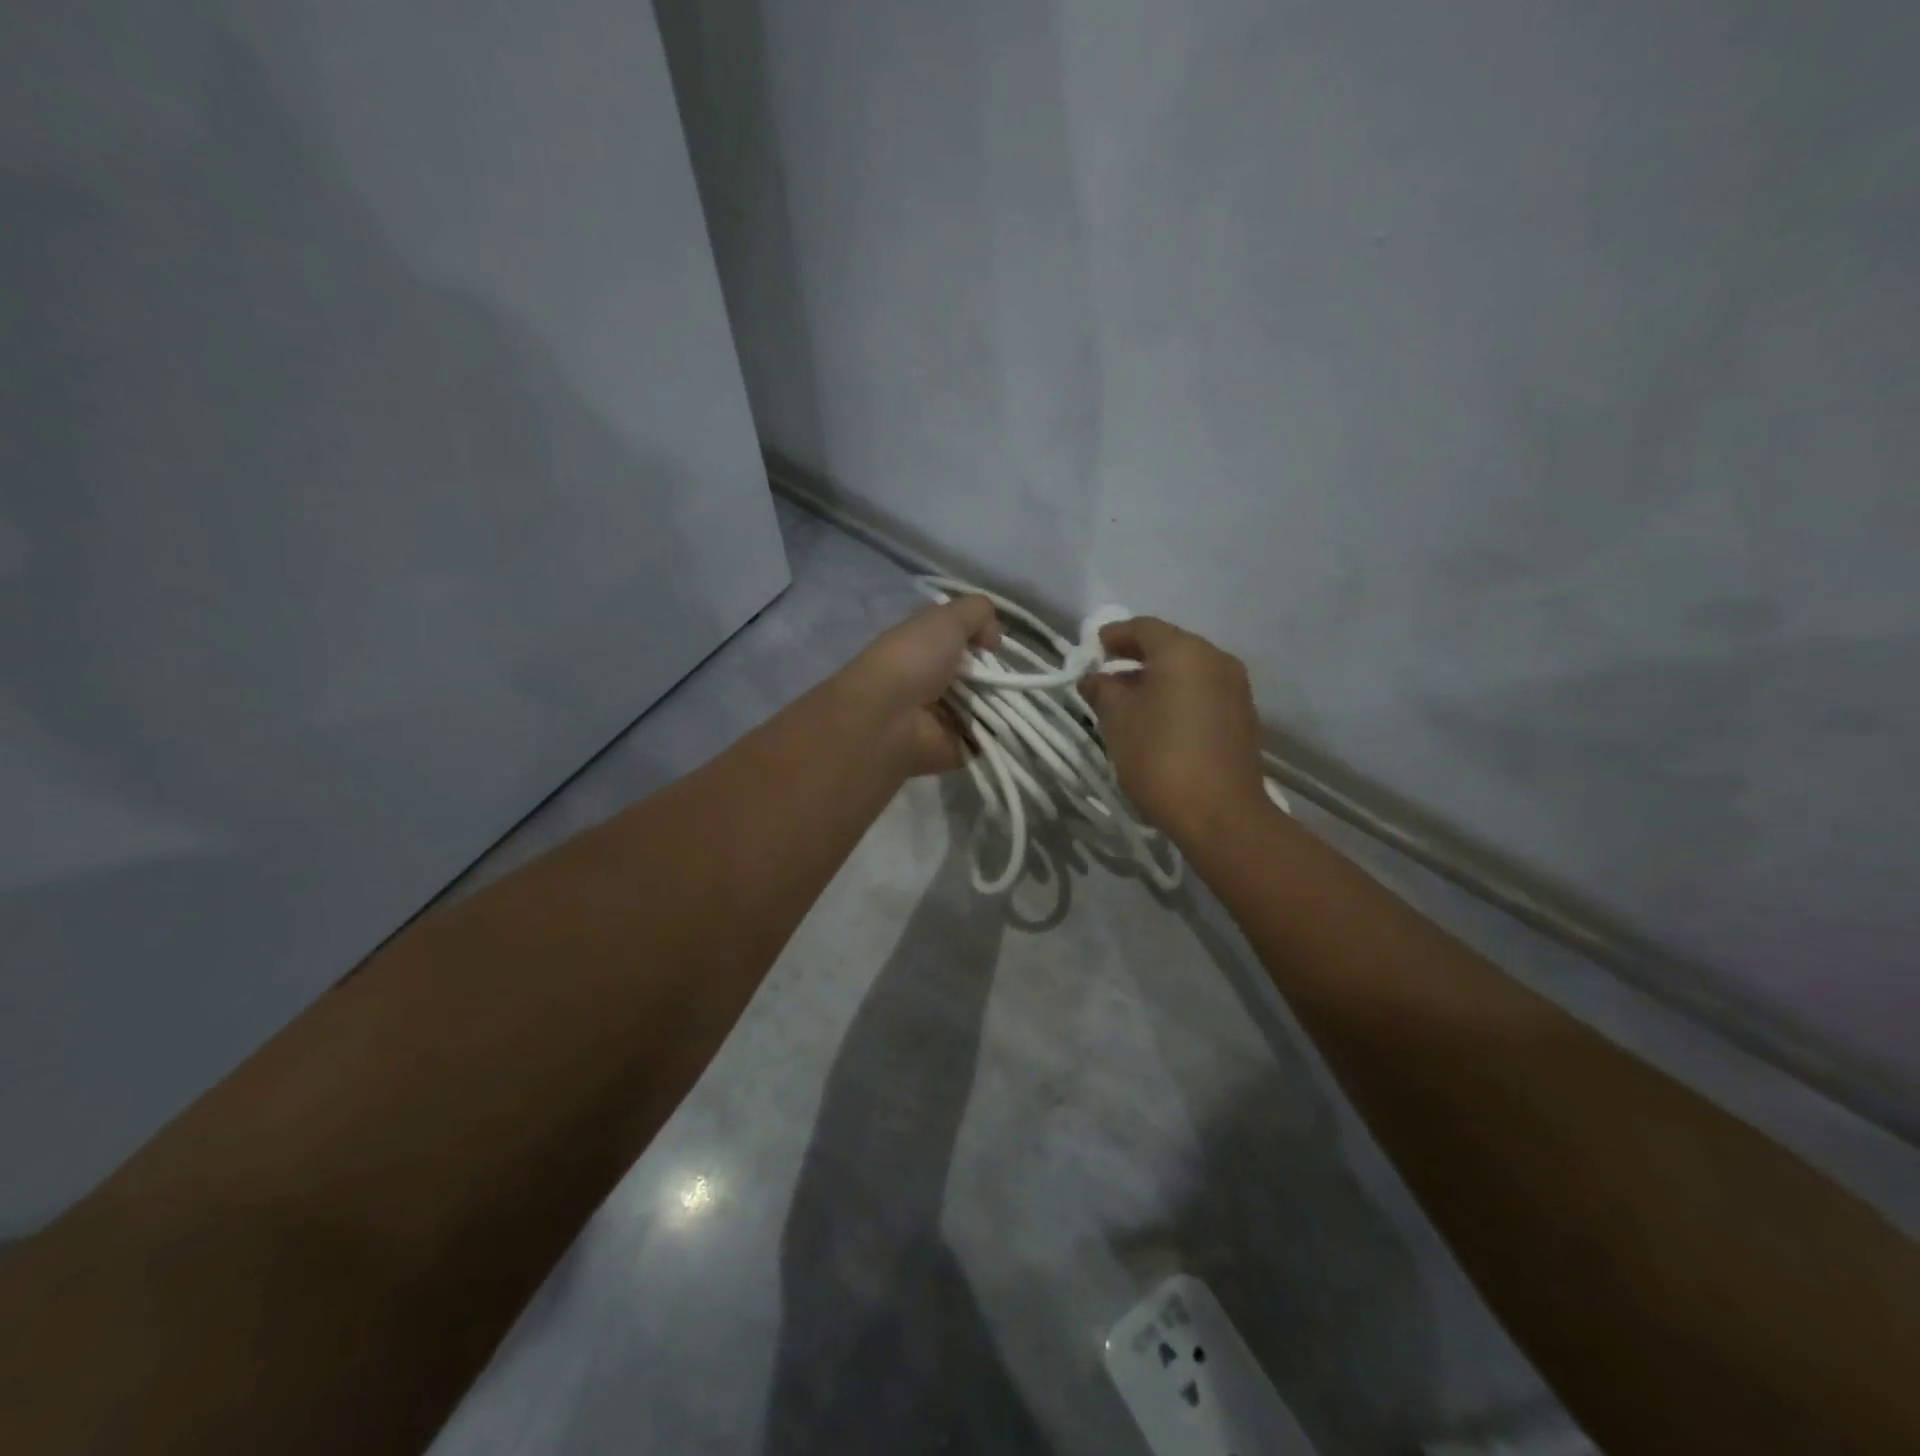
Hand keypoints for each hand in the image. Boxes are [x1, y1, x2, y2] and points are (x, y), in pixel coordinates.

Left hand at [843, 595, 998, 775]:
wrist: (888, 718)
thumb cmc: (914, 660)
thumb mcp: (947, 618)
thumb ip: (977, 612)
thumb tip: (993, 637)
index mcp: (922, 646)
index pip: (959, 639)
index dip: (981, 638)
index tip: (995, 644)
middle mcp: (930, 679)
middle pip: (977, 674)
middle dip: (998, 674)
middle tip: (1007, 676)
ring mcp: (940, 716)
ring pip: (985, 707)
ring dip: (1002, 704)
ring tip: (1011, 701)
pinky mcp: (952, 747)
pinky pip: (985, 740)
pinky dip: (999, 736)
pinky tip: (1008, 726)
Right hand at [1081, 618, 1267, 841]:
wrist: (1220, 814)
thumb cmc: (1160, 758)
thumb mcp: (1117, 721)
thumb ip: (1102, 690)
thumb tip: (1095, 678)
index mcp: (1183, 651)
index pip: (1143, 627)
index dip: (1114, 635)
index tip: (1093, 649)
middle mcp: (1215, 659)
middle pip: (1170, 645)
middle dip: (1136, 656)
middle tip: (1107, 674)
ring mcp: (1235, 687)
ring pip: (1189, 670)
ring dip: (1158, 677)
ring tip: (1129, 701)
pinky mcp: (1243, 715)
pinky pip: (1204, 691)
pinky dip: (1179, 695)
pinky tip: (1159, 719)